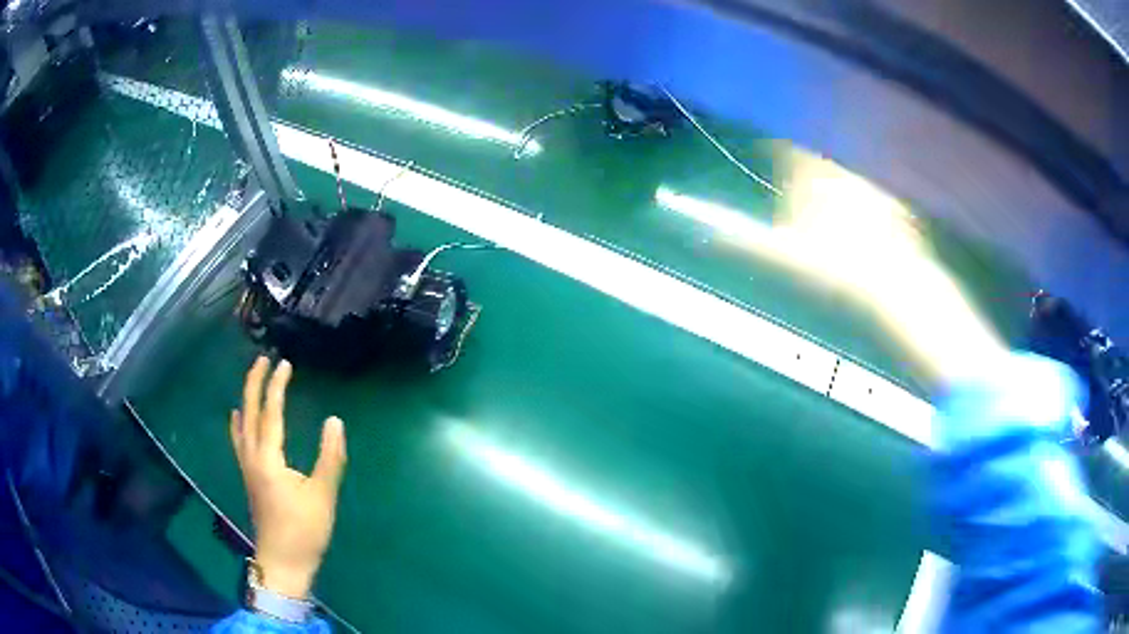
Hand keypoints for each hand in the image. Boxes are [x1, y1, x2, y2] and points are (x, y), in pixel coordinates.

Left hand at [231, 357, 346, 598]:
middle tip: (262, 359)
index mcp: (268, 459)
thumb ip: (329, 457)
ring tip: (252, 380)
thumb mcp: (322, 496)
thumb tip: (334, 421)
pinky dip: (239, 422)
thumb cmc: (304, 530)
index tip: (284, 363)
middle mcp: (252, 457)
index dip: (277, 386)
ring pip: (242, 424)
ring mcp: (247, 467)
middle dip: (254, 383)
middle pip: (249, 412)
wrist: (283, 561)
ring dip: (247, 398)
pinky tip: (239, 417)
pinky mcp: (249, 477)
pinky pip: (239, 439)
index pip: (271, 413)